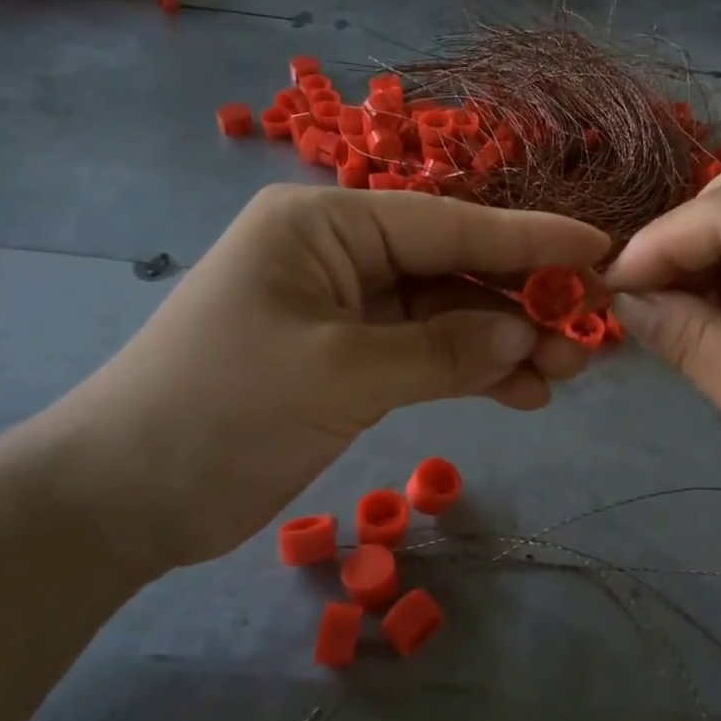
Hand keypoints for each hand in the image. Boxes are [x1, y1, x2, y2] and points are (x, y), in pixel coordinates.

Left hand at [27, 185, 608, 578]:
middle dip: (521, 300)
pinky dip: (470, 372)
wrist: (123, 496)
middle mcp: (339, 253)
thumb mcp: (340, 374)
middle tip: (588, 332)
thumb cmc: (222, 411)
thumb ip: (442, 352)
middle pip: (452, 268)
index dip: (528, 239)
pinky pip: (424, 355)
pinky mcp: (347, 360)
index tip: (597, 249)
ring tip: (564, 374)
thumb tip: (525, 336)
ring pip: (445, 315)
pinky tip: (520, 394)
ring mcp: (345, 309)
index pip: (447, 224)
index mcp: (325, 225)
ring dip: (503, 342)